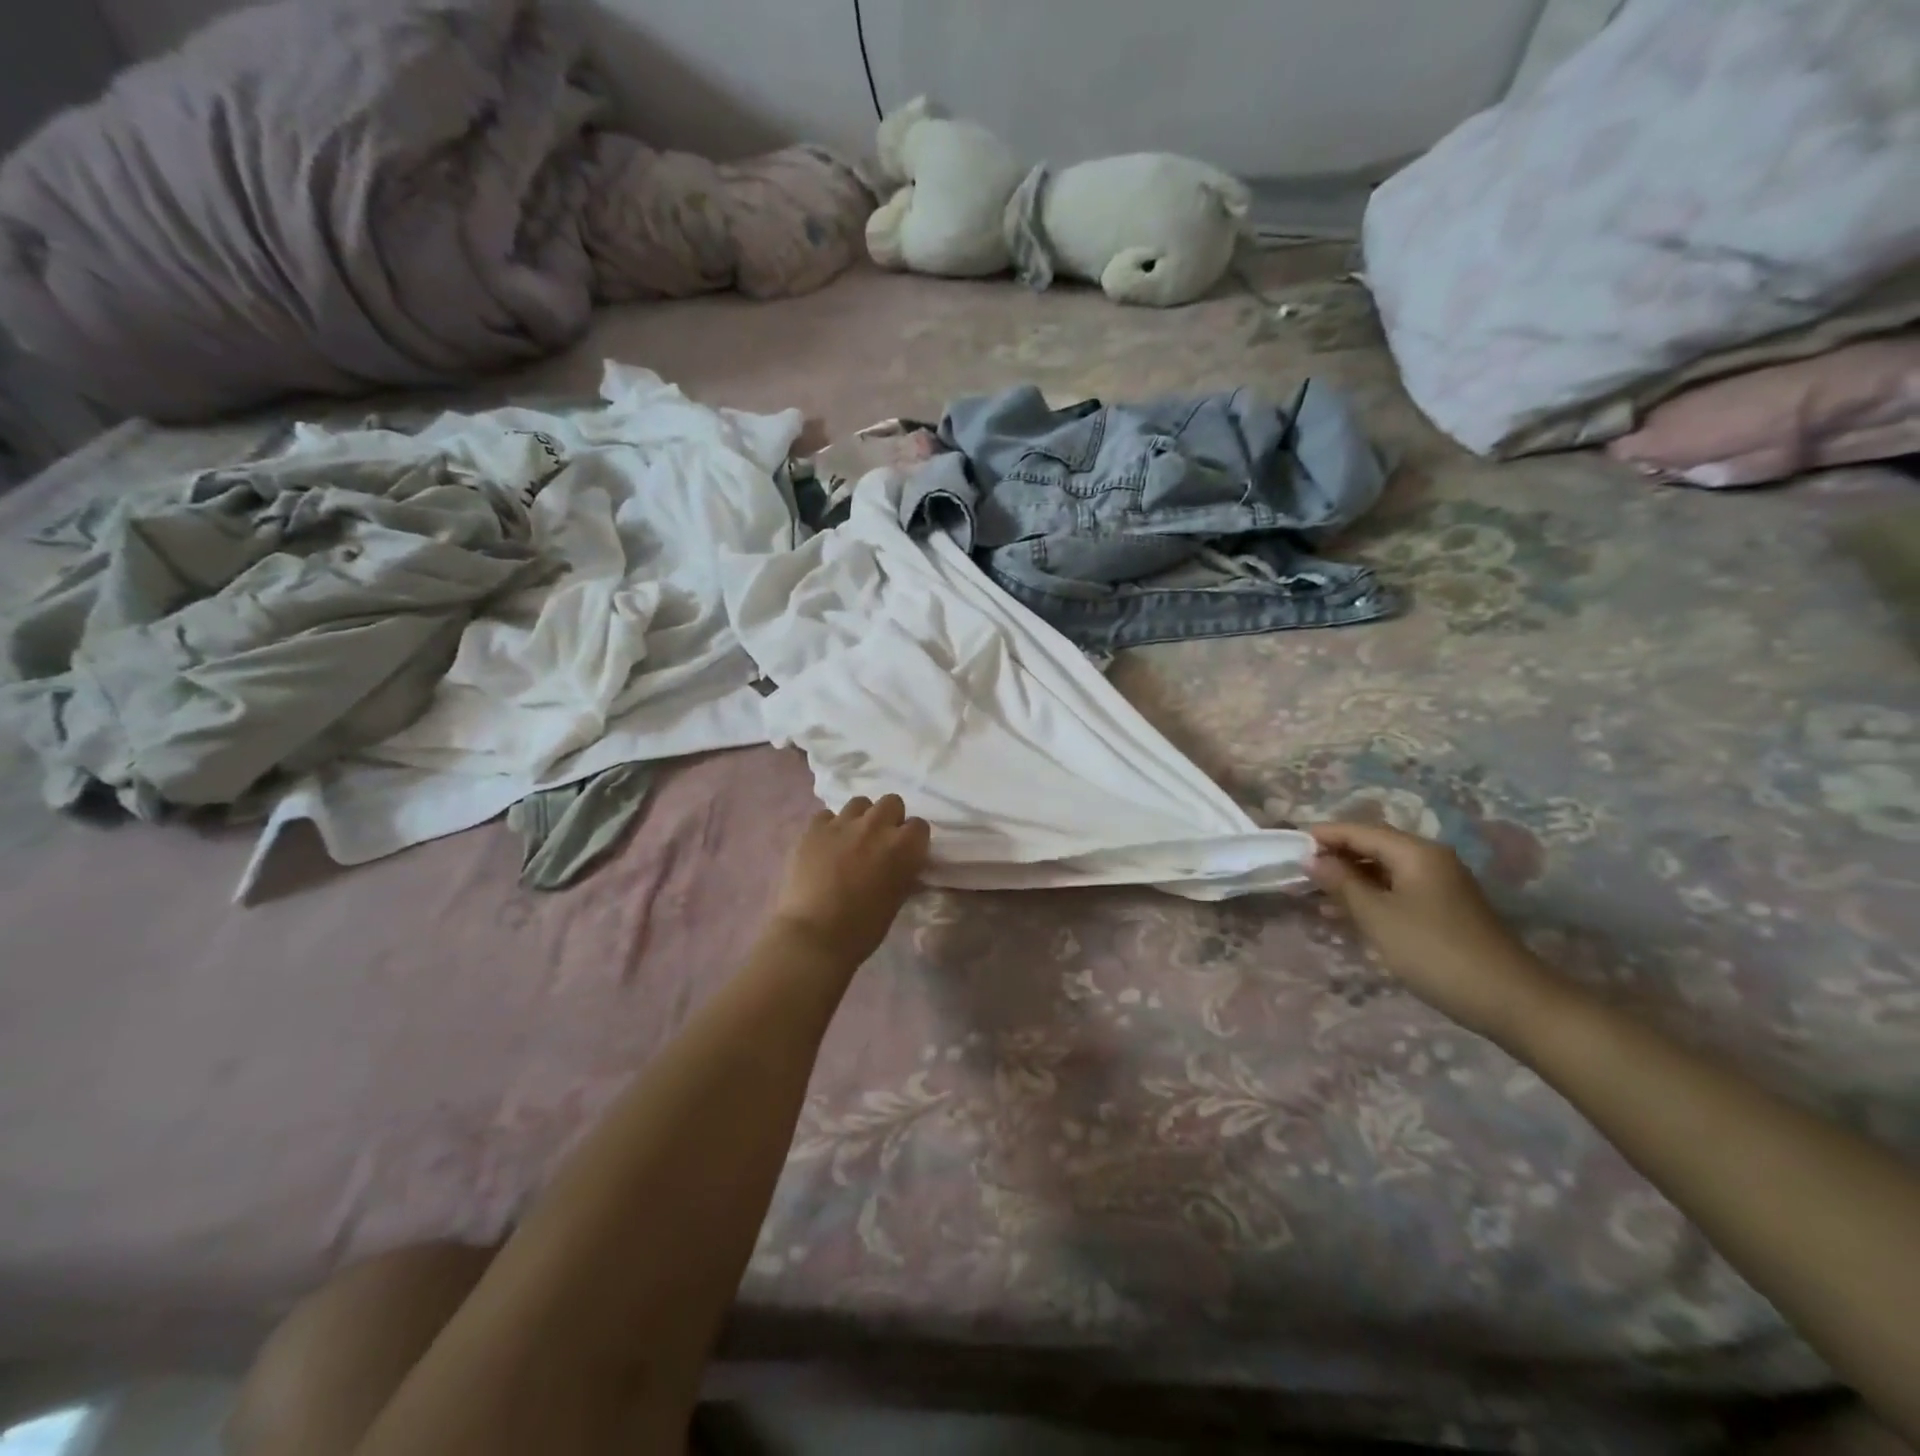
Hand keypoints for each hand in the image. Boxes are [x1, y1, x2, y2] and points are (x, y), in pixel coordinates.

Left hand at [771, 795, 930, 965]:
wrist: (814, 935)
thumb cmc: (862, 928)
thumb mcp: (896, 900)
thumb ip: (904, 873)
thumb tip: (904, 865)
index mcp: (903, 847)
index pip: (919, 826)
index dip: (912, 839)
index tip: (905, 853)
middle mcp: (877, 826)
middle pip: (891, 802)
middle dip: (889, 818)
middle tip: (879, 841)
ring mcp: (843, 823)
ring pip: (860, 803)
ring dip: (860, 818)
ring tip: (851, 840)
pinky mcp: (813, 828)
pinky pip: (827, 815)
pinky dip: (829, 827)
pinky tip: (824, 846)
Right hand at [1308, 822, 1559, 1041]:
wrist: (1510, 1000)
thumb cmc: (1435, 951)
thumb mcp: (1378, 916)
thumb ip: (1342, 883)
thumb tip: (1313, 859)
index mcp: (1415, 852)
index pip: (1358, 830)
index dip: (1322, 836)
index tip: (1287, 847)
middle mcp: (1429, 860)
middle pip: (1371, 846)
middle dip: (1334, 858)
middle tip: (1296, 873)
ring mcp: (1439, 885)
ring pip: (1382, 871)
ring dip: (1348, 880)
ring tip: (1312, 895)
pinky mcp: (1443, 910)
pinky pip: (1396, 891)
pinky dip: (1369, 897)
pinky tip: (1346, 915)